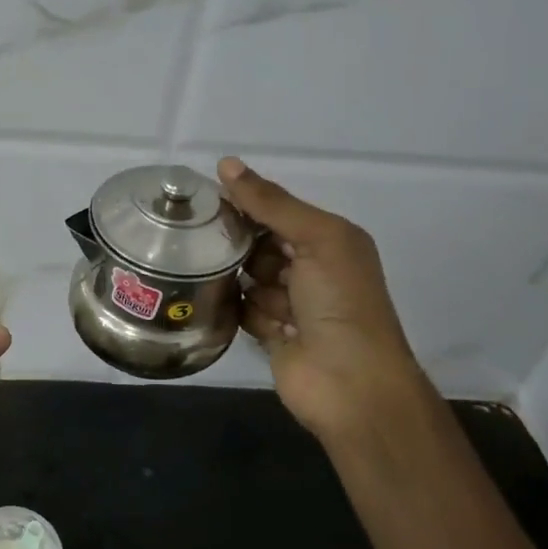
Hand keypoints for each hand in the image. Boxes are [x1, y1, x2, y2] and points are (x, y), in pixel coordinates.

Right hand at [218, 157, 440, 447]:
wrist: (351, 385)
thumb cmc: (341, 303)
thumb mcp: (316, 239)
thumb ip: (272, 203)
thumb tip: (226, 164)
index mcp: (330, 241)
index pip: (278, 212)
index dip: (246, 203)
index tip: (203, 198)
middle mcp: (312, 270)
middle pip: (260, 243)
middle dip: (235, 241)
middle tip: (197, 236)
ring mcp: (291, 304)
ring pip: (248, 277)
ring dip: (234, 276)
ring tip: (202, 271)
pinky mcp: (271, 334)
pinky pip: (243, 309)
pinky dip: (234, 307)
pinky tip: (213, 302)